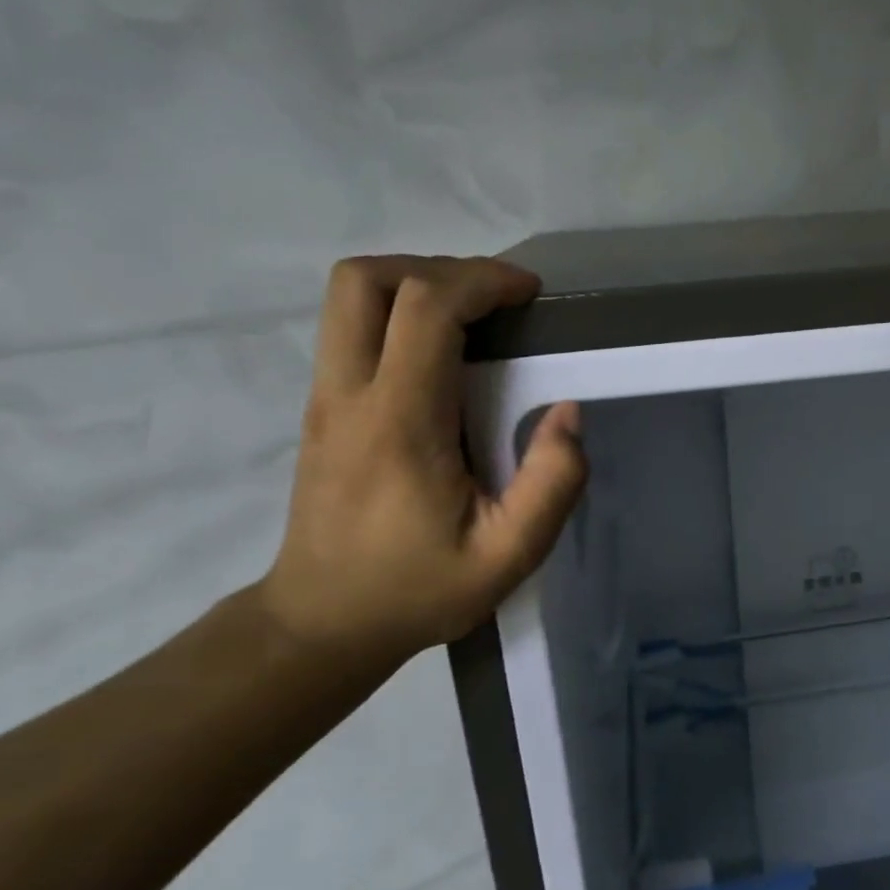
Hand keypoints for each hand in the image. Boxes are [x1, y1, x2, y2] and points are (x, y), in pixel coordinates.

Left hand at [256, 256, 586, 665]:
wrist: (323, 622)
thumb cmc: (418, 589)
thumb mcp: (507, 557)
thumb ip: (551, 485)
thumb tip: (568, 412)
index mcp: (400, 422)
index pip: (425, 308)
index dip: (482, 281)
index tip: (528, 295)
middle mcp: (349, 394)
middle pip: (364, 278)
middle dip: (437, 268)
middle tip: (494, 300)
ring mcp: (325, 398)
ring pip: (347, 296)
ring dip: (413, 284)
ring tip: (470, 317)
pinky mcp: (322, 408)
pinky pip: (351, 328)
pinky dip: (397, 313)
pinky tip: (441, 354)